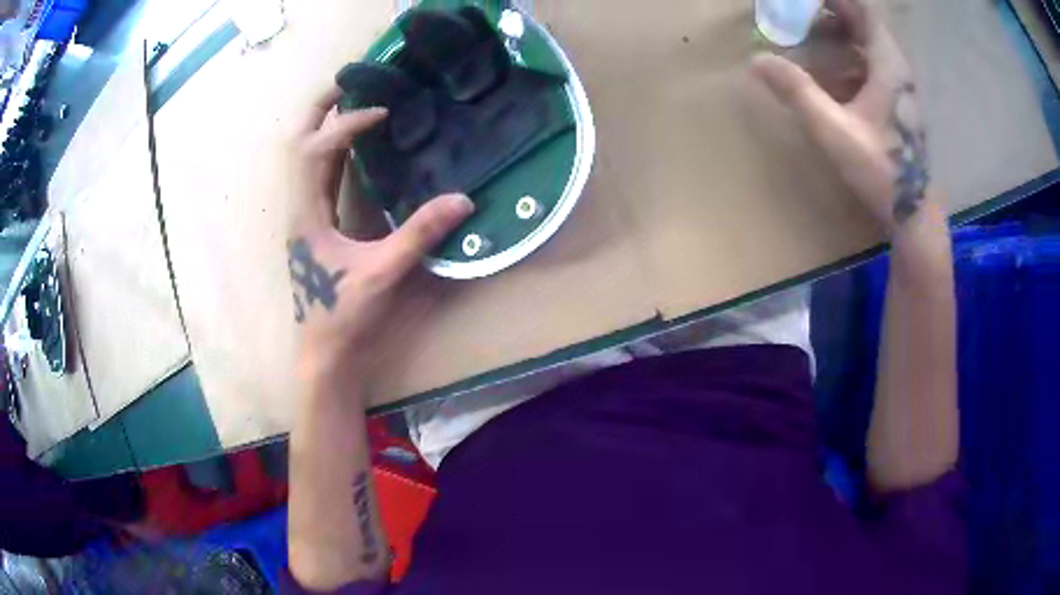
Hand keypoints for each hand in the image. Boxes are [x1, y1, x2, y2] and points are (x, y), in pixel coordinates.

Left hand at [287, 88, 473, 382]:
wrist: (322, 352)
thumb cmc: (343, 315)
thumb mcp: (383, 273)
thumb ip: (420, 234)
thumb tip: (463, 200)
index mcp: (307, 213)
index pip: (318, 150)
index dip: (348, 124)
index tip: (383, 112)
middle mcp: (299, 206)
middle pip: (298, 143)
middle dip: (320, 109)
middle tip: (349, 80)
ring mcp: (304, 215)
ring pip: (305, 157)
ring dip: (325, 126)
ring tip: (353, 101)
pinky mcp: (314, 225)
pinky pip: (319, 175)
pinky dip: (334, 151)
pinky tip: (356, 147)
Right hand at [751, 0, 928, 232]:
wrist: (914, 214)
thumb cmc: (881, 172)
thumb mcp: (835, 131)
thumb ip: (797, 92)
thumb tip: (756, 59)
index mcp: (888, 64)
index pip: (863, 8)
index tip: (801, 0)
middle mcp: (896, 67)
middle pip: (863, 20)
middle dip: (829, 10)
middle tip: (794, 13)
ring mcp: (897, 84)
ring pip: (866, 40)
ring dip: (836, 30)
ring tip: (803, 31)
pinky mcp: (894, 100)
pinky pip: (868, 60)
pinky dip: (845, 52)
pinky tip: (825, 65)